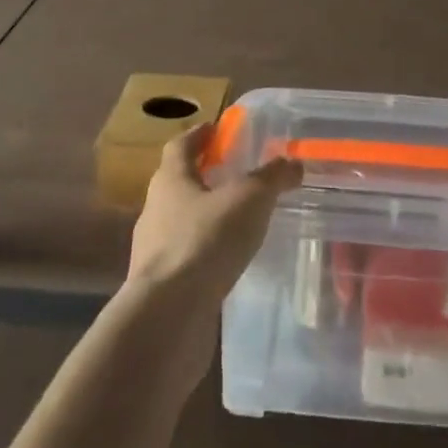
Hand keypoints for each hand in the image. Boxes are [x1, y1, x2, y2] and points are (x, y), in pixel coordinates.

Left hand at [128, 124, 302, 304]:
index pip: (181, 146)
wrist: (167, 318)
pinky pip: (186, 257)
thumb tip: (293, 162)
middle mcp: (155, 209)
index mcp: (171, 179)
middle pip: (178, 182)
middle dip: (204, 175)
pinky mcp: (160, 286)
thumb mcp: (249, 199)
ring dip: (205, 216)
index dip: (200, 135)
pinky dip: (205, 252)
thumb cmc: (205, 241)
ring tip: (238, 220)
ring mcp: (154, 250)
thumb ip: (272, 178)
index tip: (218, 129)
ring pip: (181, 221)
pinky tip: (228, 261)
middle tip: (235, 174)